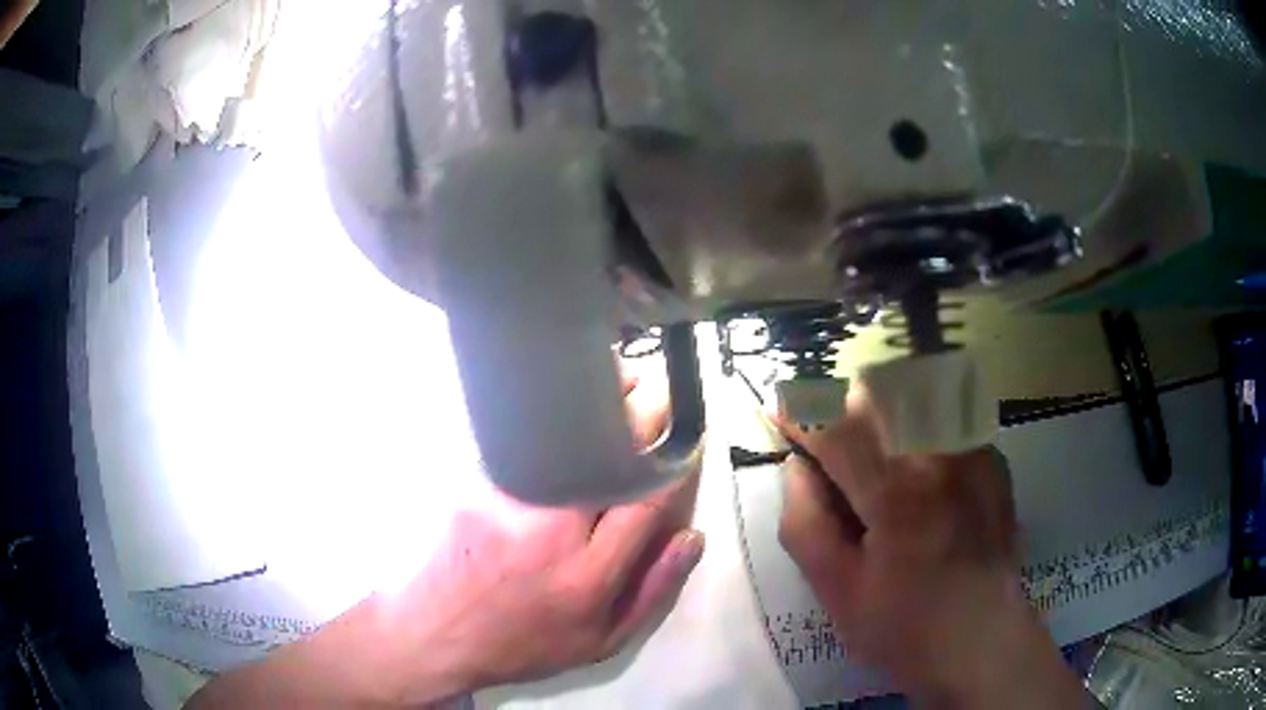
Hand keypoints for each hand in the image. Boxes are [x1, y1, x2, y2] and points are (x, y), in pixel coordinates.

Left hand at [187, 358, 702, 707]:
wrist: (415, 637)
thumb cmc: (509, 651)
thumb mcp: (591, 645)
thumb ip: (647, 590)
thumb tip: (685, 534)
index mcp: (583, 563)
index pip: (646, 484)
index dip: (671, 442)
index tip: (686, 406)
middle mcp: (544, 514)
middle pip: (597, 435)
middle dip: (628, 390)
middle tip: (647, 354)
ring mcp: (496, 488)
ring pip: (547, 416)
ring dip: (576, 382)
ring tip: (597, 354)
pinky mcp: (461, 475)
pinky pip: (502, 422)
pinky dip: (525, 394)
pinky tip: (534, 377)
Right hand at [777, 388, 1083, 707]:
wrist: (982, 641)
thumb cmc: (903, 628)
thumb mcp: (835, 590)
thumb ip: (804, 521)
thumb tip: (797, 466)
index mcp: (896, 492)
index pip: (834, 425)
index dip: (800, 415)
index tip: (778, 416)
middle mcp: (941, 453)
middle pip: (877, 392)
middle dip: (841, 409)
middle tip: (828, 448)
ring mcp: (974, 450)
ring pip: (913, 395)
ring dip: (878, 413)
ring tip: (869, 459)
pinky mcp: (992, 457)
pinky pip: (944, 417)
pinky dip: (917, 428)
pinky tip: (916, 474)